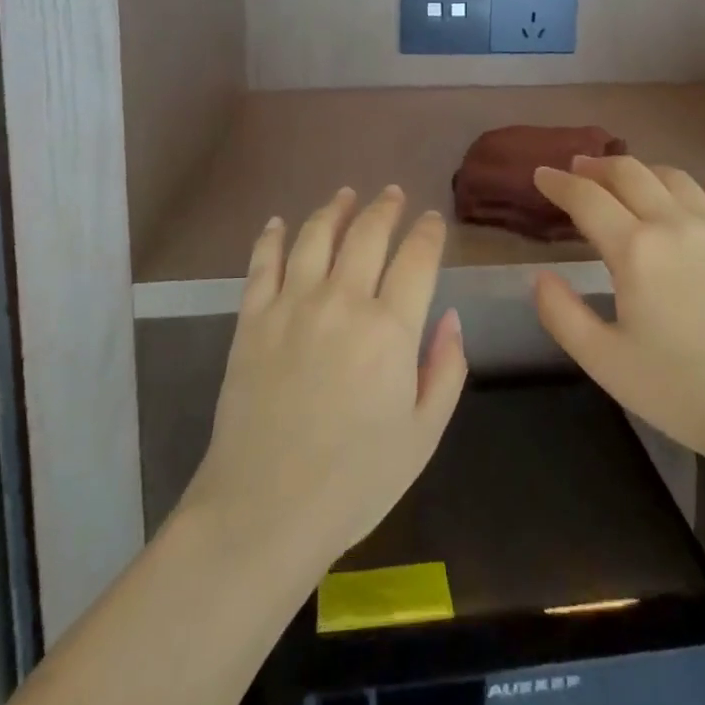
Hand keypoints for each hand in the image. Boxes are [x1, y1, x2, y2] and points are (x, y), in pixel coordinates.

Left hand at [181, 186, 468, 573]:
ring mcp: (292, 305)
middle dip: (386, 208)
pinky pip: (263, 263)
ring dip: (335, 209)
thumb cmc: (355, 481)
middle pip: (368, 234)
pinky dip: (272, 237)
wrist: (264, 510)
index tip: (432, 221)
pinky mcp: (252, 319)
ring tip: (346, 195)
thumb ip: (446, 369)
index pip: (417, 258)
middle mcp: (342, 302)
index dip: (427, 233)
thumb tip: (452, 317)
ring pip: (317, 236)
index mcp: (390, 329)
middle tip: (393, 194)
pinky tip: (278, 223)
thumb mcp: (423, 435)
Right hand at [531, 157, 704, 471]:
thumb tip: (541, 276)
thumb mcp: (604, 361)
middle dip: (597, 166)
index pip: (586, 198)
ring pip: (675, 177)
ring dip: (643, 170)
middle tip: (578, 169)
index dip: (558, 183)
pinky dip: (702, 187)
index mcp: (634, 248)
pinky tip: (700, 190)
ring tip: (629, 180)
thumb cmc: (682, 390)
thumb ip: (562, 314)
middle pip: (630, 173)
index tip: (541, 174)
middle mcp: (674, 224)